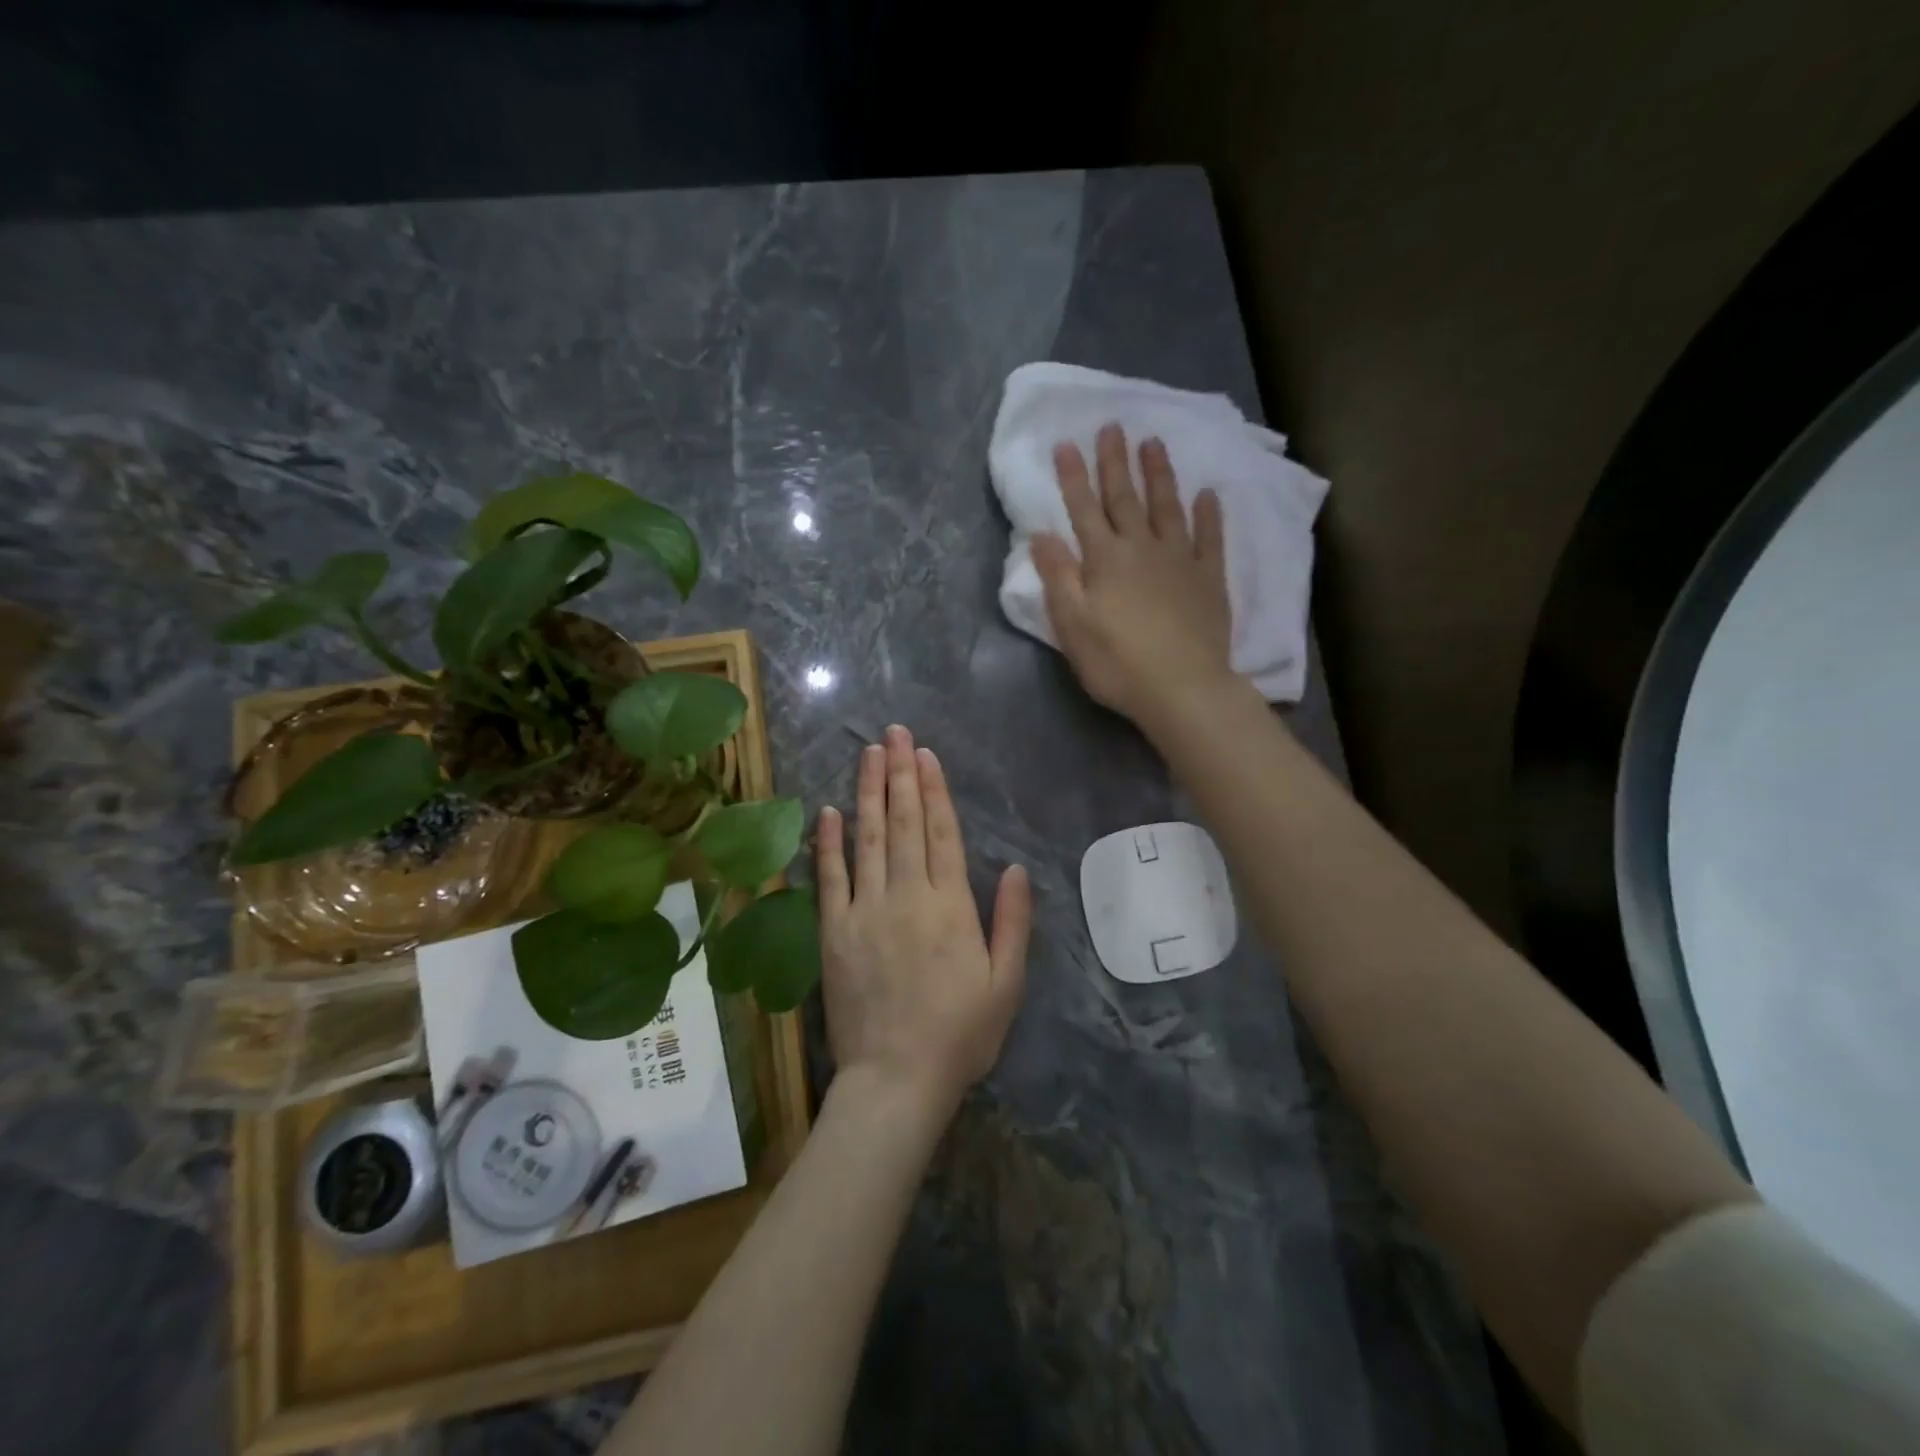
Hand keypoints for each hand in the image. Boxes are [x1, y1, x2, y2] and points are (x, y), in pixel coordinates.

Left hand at [814, 725, 1030, 1121]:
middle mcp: (905, 896)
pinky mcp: (833, 932)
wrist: (896, 1080)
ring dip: (867, 792)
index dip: (933, 789)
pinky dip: (828, 843)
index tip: (924, 754)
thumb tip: (1014, 868)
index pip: (941, 832)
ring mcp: (864, 911)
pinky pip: (829, 878)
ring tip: (867, 754)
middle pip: (903, 822)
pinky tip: (829, 811)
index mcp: (949, 905)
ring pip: (867, 838)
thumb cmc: (960, 1034)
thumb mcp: (1006, 983)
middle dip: (899, 773)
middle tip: (893, 733)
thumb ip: (1012, 922)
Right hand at [1031, 423, 1233, 727]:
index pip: (1084, 509)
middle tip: (1112, 426)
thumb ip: (1058, 577)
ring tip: (1154, 442)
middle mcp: (1142, 548)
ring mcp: (1180, 560)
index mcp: (1104, 560)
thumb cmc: (1117, 662)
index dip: (1073, 477)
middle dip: (1115, 462)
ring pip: (1168, 507)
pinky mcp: (1209, 578)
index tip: (1066, 443)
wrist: (1183, 687)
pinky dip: (1208, 514)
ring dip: (1159, 474)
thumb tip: (1041, 534)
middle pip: (1125, 498)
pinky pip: (1209, 537)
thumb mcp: (1072, 625)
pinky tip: (1207, 495)